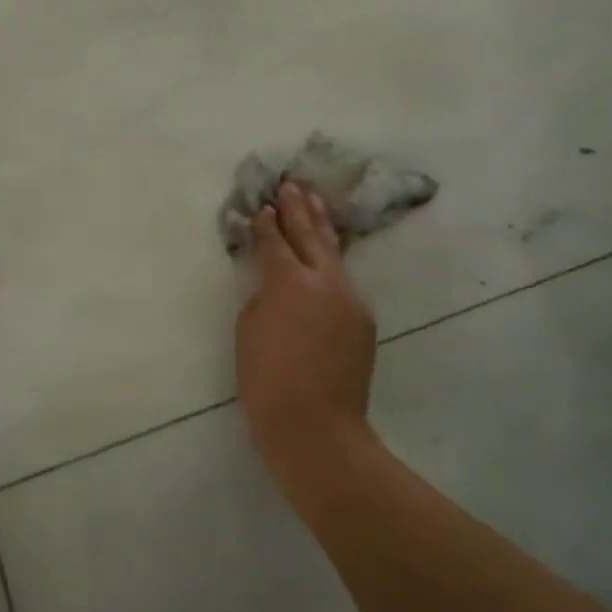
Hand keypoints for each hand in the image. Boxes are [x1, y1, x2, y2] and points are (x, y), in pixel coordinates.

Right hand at [236, 182, 378, 491]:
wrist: (317, 427)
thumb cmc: (267, 379)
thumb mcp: (249, 329)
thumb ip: (263, 294)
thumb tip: (275, 282)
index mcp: (288, 281)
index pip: (274, 241)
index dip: (265, 223)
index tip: (262, 206)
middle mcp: (324, 280)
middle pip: (309, 234)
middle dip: (298, 208)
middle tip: (292, 185)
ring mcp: (349, 298)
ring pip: (333, 251)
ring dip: (321, 224)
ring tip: (314, 199)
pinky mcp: (362, 318)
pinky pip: (343, 280)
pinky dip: (331, 260)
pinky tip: (326, 253)